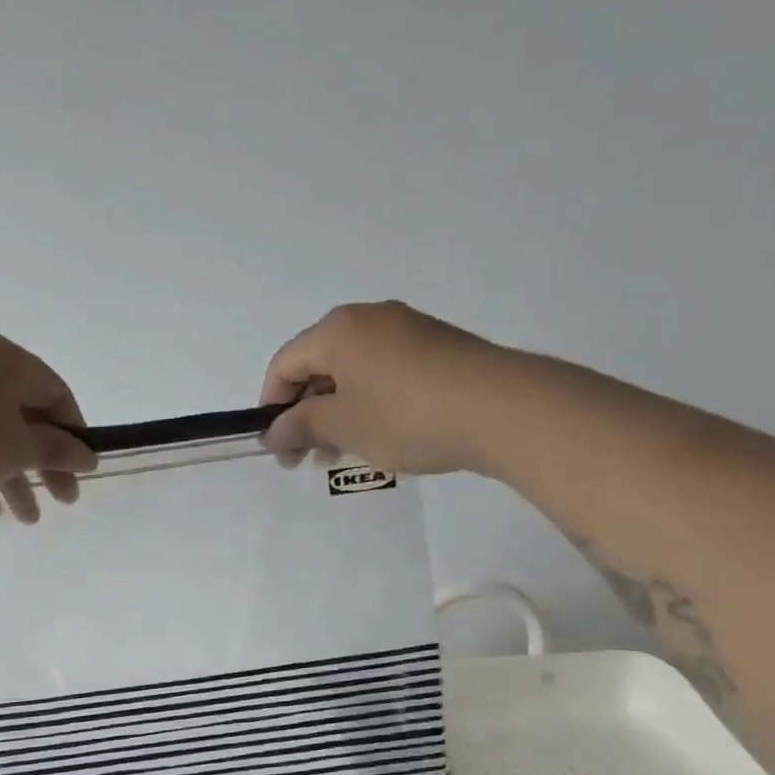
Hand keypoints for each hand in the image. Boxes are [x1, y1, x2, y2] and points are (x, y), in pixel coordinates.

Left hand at [0, 335, 95, 521]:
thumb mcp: (16, 449)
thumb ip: (56, 451)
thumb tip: (86, 454)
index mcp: (6, 361)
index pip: (56, 393)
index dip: (74, 434)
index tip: (80, 471)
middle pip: (23, 417)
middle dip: (43, 464)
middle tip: (61, 502)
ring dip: (11, 477)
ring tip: (22, 519)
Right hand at [259, 301, 506, 476]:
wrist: (502, 409)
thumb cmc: (405, 416)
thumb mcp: (343, 427)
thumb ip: (301, 426)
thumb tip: (275, 432)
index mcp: (337, 330)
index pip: (284, 364)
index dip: (271, 406)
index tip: (277, 447)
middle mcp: (368, 318)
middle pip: (317, 364)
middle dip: (306, 412)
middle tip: (308, 456)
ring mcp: (407, 329)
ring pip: (351, 370)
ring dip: (336, 411)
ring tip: (343, 452)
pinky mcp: (436, 346)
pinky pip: (384, 370)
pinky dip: (368, 401)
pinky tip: (379, 434)